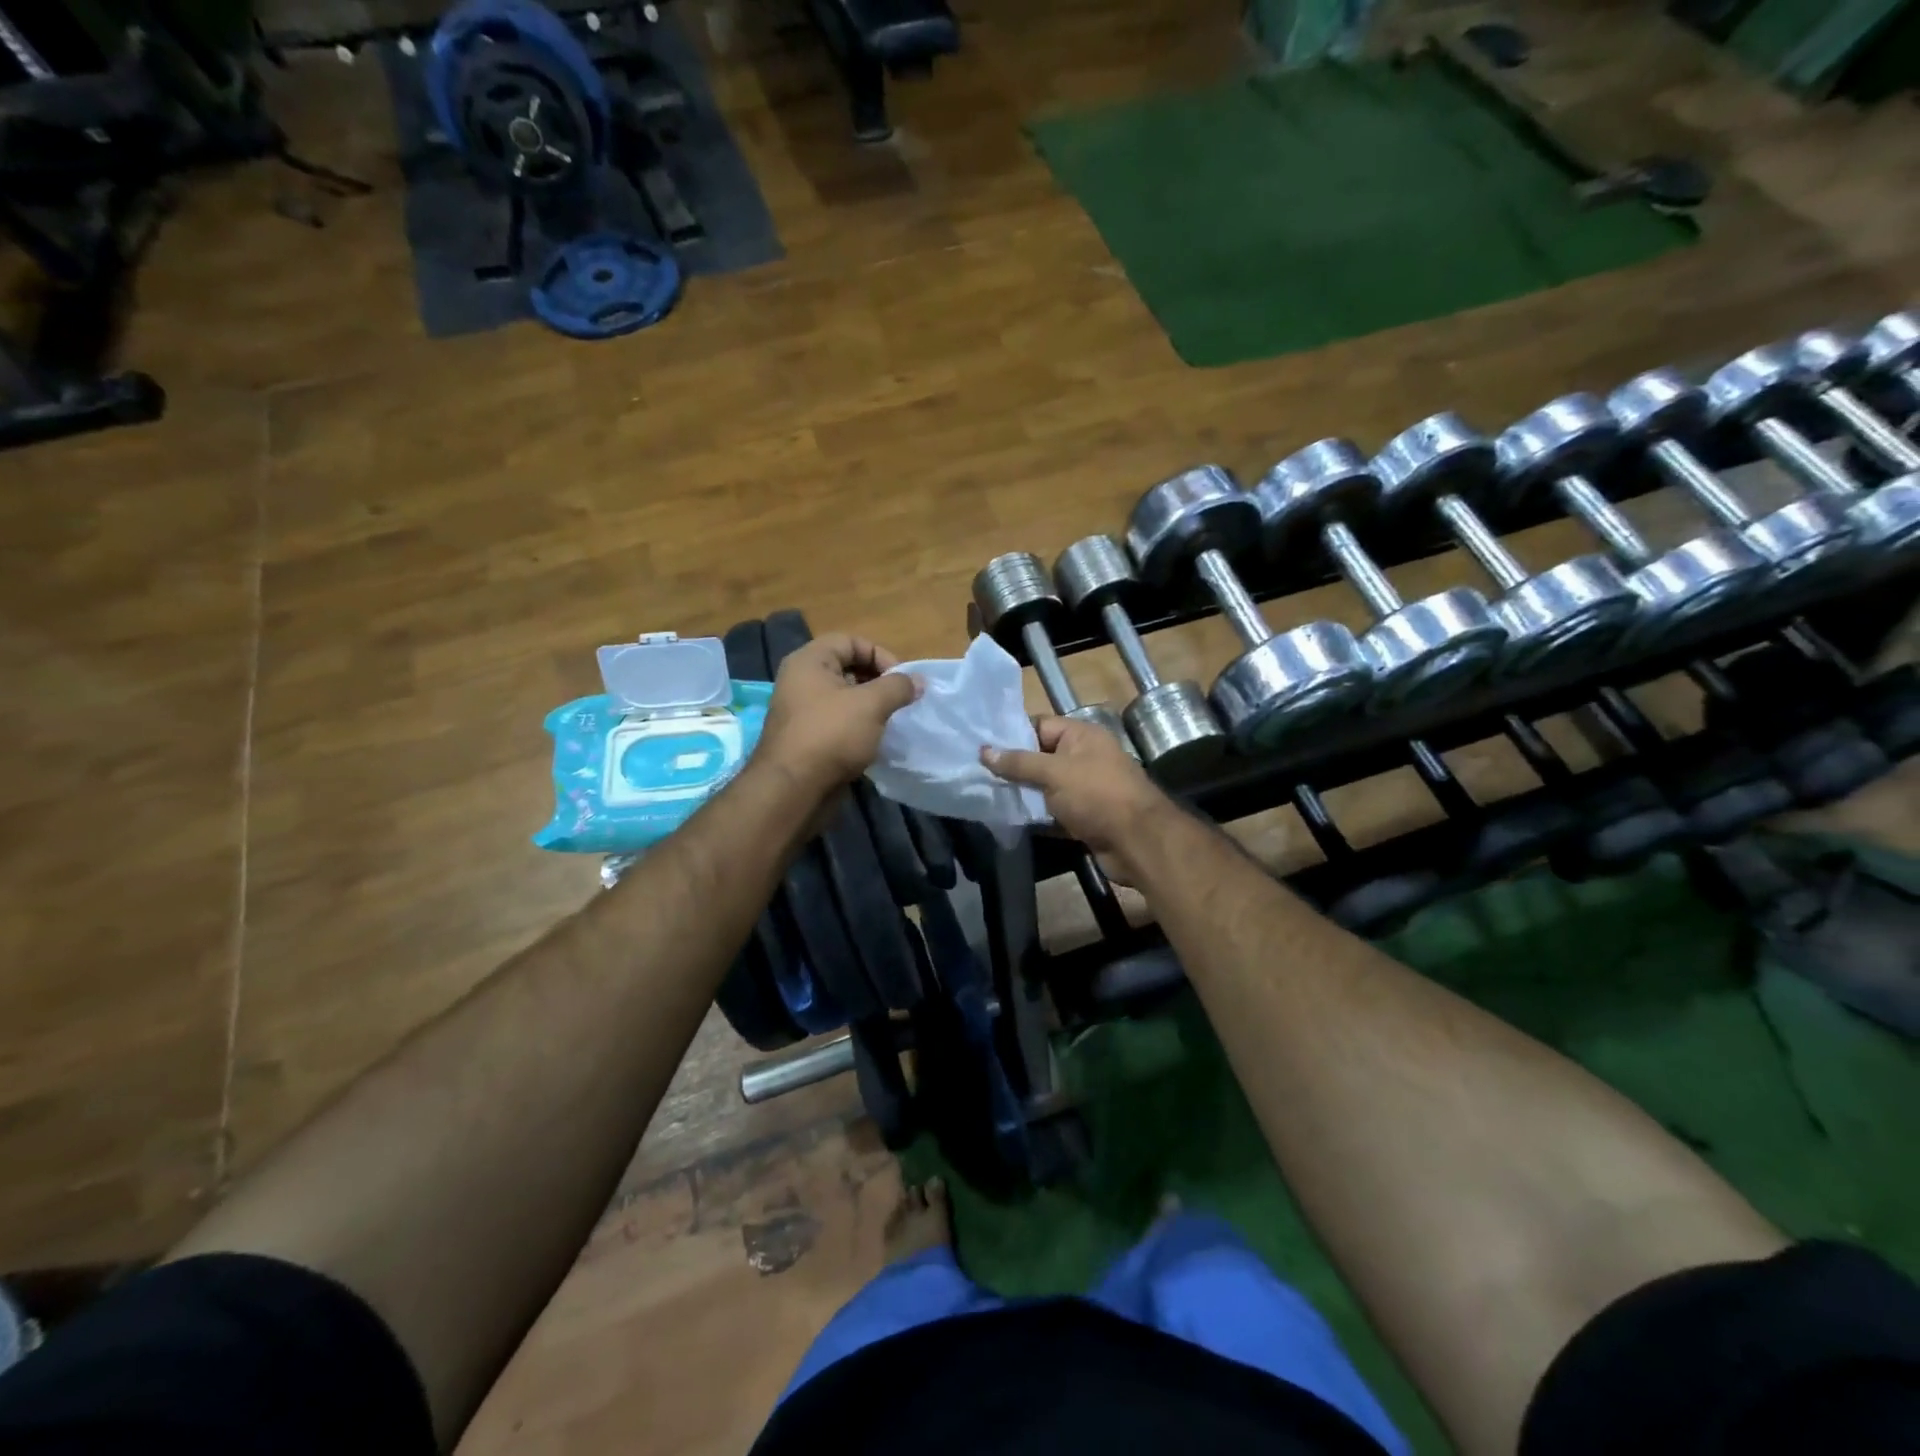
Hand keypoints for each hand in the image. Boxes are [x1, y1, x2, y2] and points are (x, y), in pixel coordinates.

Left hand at [758, 633, 919, 794]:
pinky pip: (838, 722)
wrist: (794, 789)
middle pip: (847, 668)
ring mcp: (802, 711)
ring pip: (844, 698)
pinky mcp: (807, 738)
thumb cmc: (831, 735)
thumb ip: (898, 687)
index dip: (879, 655)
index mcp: (809, 661)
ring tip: (891, 721)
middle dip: (878, 682)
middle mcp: (801, 680)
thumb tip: (918, 681)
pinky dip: (858, 727)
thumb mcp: (871, 704)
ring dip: (870, 707)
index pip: (850, 641)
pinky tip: (874, 741)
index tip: (901, 680)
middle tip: (900, 701)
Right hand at [983, 716, 1173, 879]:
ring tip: (987, 796)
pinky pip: (1054, 811)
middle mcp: (1085, 757)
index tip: (980, 746)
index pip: (1039, 726)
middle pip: (1041, 757)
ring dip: (1023, 793)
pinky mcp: (1085, 816)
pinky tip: (1011, 819)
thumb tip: (984, 751)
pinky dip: (1037, 815)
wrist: (1137, 841)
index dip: (1011, 735)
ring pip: (1046, 787)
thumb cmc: (1096, 795)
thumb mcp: (1053, 772)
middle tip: (977, 773)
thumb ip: (1018, 762)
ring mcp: (1086, 789)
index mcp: (1081, 736)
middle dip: (1013, 767)